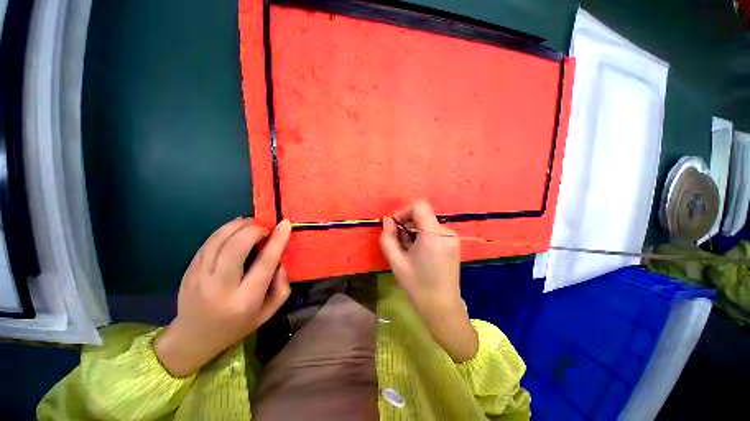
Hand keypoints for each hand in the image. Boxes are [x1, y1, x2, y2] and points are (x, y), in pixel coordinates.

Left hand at [155, 218, 291, 376]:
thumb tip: (280, 262)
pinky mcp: (189, 270)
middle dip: (254, 229)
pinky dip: (225, 230)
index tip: (285, 224)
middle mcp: (220, 287)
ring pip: (219, 239)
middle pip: (236, 246)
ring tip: (252, 224)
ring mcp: (199, 277)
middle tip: (266, 228)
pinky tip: (236, 230)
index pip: (264, 263)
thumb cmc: (237, 325)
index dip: (277, 241)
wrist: (194, 338)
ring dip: (239, 225)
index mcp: (245, 300)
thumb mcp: (268, 313)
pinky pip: (209, 242)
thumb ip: (282, 287)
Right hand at [379, 200, 477, 361]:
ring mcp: (452, 237)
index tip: (395, 227)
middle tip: (400, 245)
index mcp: (433, 235)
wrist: (442, 307)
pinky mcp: (453, 242)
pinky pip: (433, 230)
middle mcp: (446, 232)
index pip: (419, 206)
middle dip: (407, 225)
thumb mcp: (396, 262)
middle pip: (422, 215)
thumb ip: (388, 237)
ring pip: (426, 223)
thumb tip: (387, 220)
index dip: (403, 211)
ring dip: (414, 232)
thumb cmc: (417, 286)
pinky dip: (423, 236)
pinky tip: (420, 253)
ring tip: (409, 252)